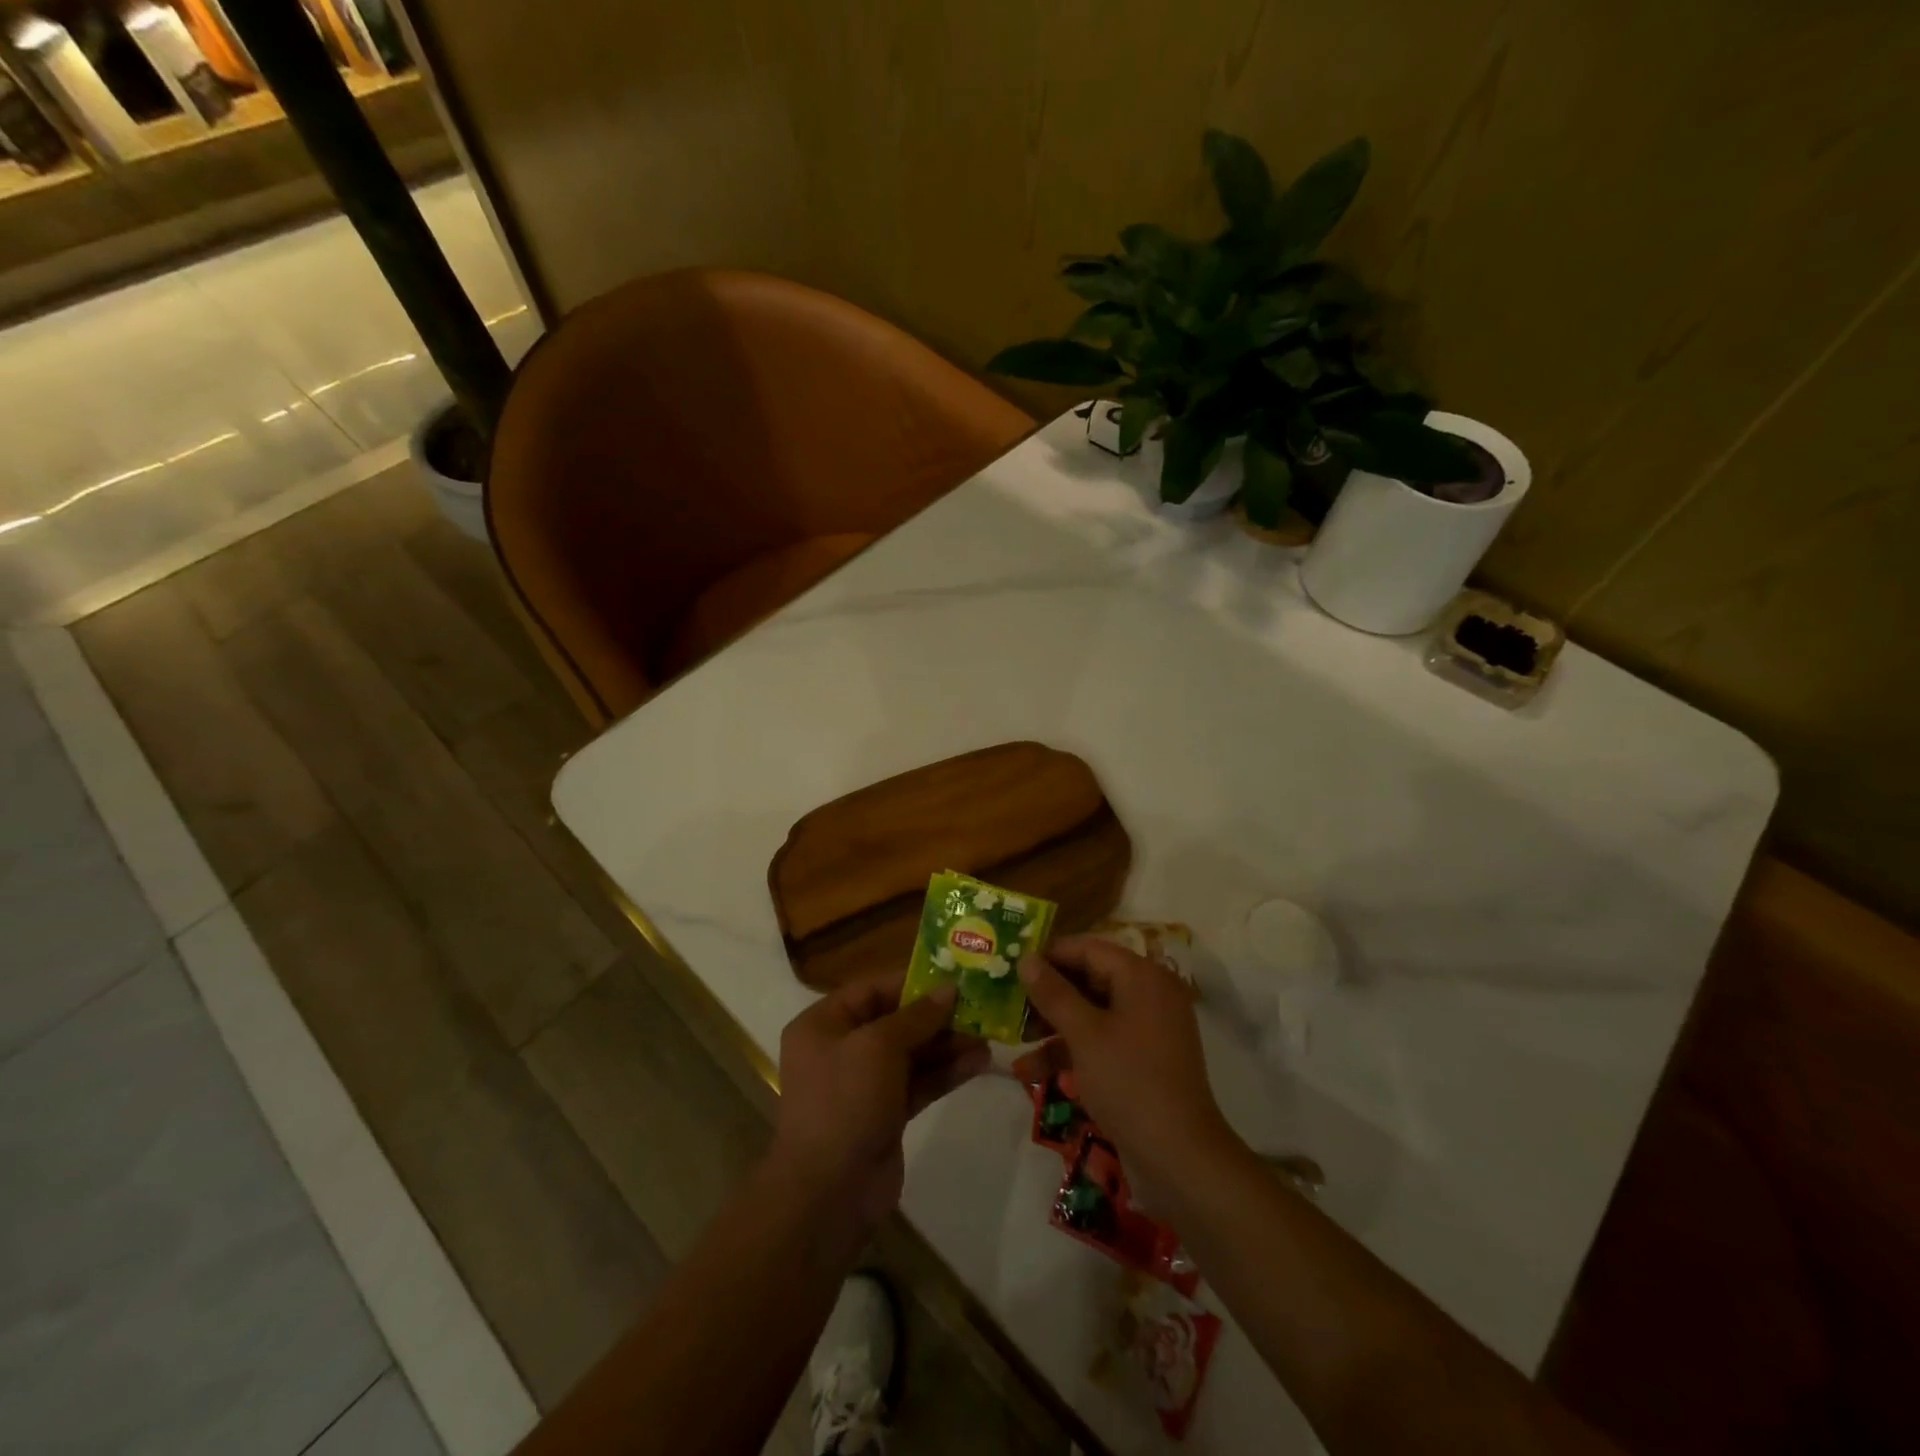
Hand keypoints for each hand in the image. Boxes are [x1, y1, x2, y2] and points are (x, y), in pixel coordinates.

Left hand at [772, 973, 990, 1231]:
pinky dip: (946, 1072)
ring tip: (988, 1035)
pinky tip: (979, 1062)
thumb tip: (949, 989)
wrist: (829, 1194)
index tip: (953, 976)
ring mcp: (864, 1085)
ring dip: (948, 1045)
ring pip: (912, 1053)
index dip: (912, 982)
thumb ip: (917, 1016)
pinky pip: (919, 1083)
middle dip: (937, 1016)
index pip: (871, 990)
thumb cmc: (845, 1101)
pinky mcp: (886, 1114)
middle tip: (979, 1006)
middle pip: (895, 1021)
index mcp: (824, 1024)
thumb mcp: (879, 1046)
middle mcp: (841, 1049)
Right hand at [1018, 935, 1234, 1192]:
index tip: (1011, 964)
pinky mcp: (1142, 1060)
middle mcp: (1148, 994)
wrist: (1180, 1159)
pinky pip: (1101, 1040)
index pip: (1088, 948)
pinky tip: (1030, 1071)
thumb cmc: (1129, 1082)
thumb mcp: (1084, 1034)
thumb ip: (1053, 992)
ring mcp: (1147, 1029)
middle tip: (1007, 1001)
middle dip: (1047, 993)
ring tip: (1012, 1039)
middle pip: (1089, 979)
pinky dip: (1071, 1051)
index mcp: (1142, 977)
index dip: (1049, 954)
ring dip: (1053, 1026)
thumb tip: (1026, 958)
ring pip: (1091, 1013)